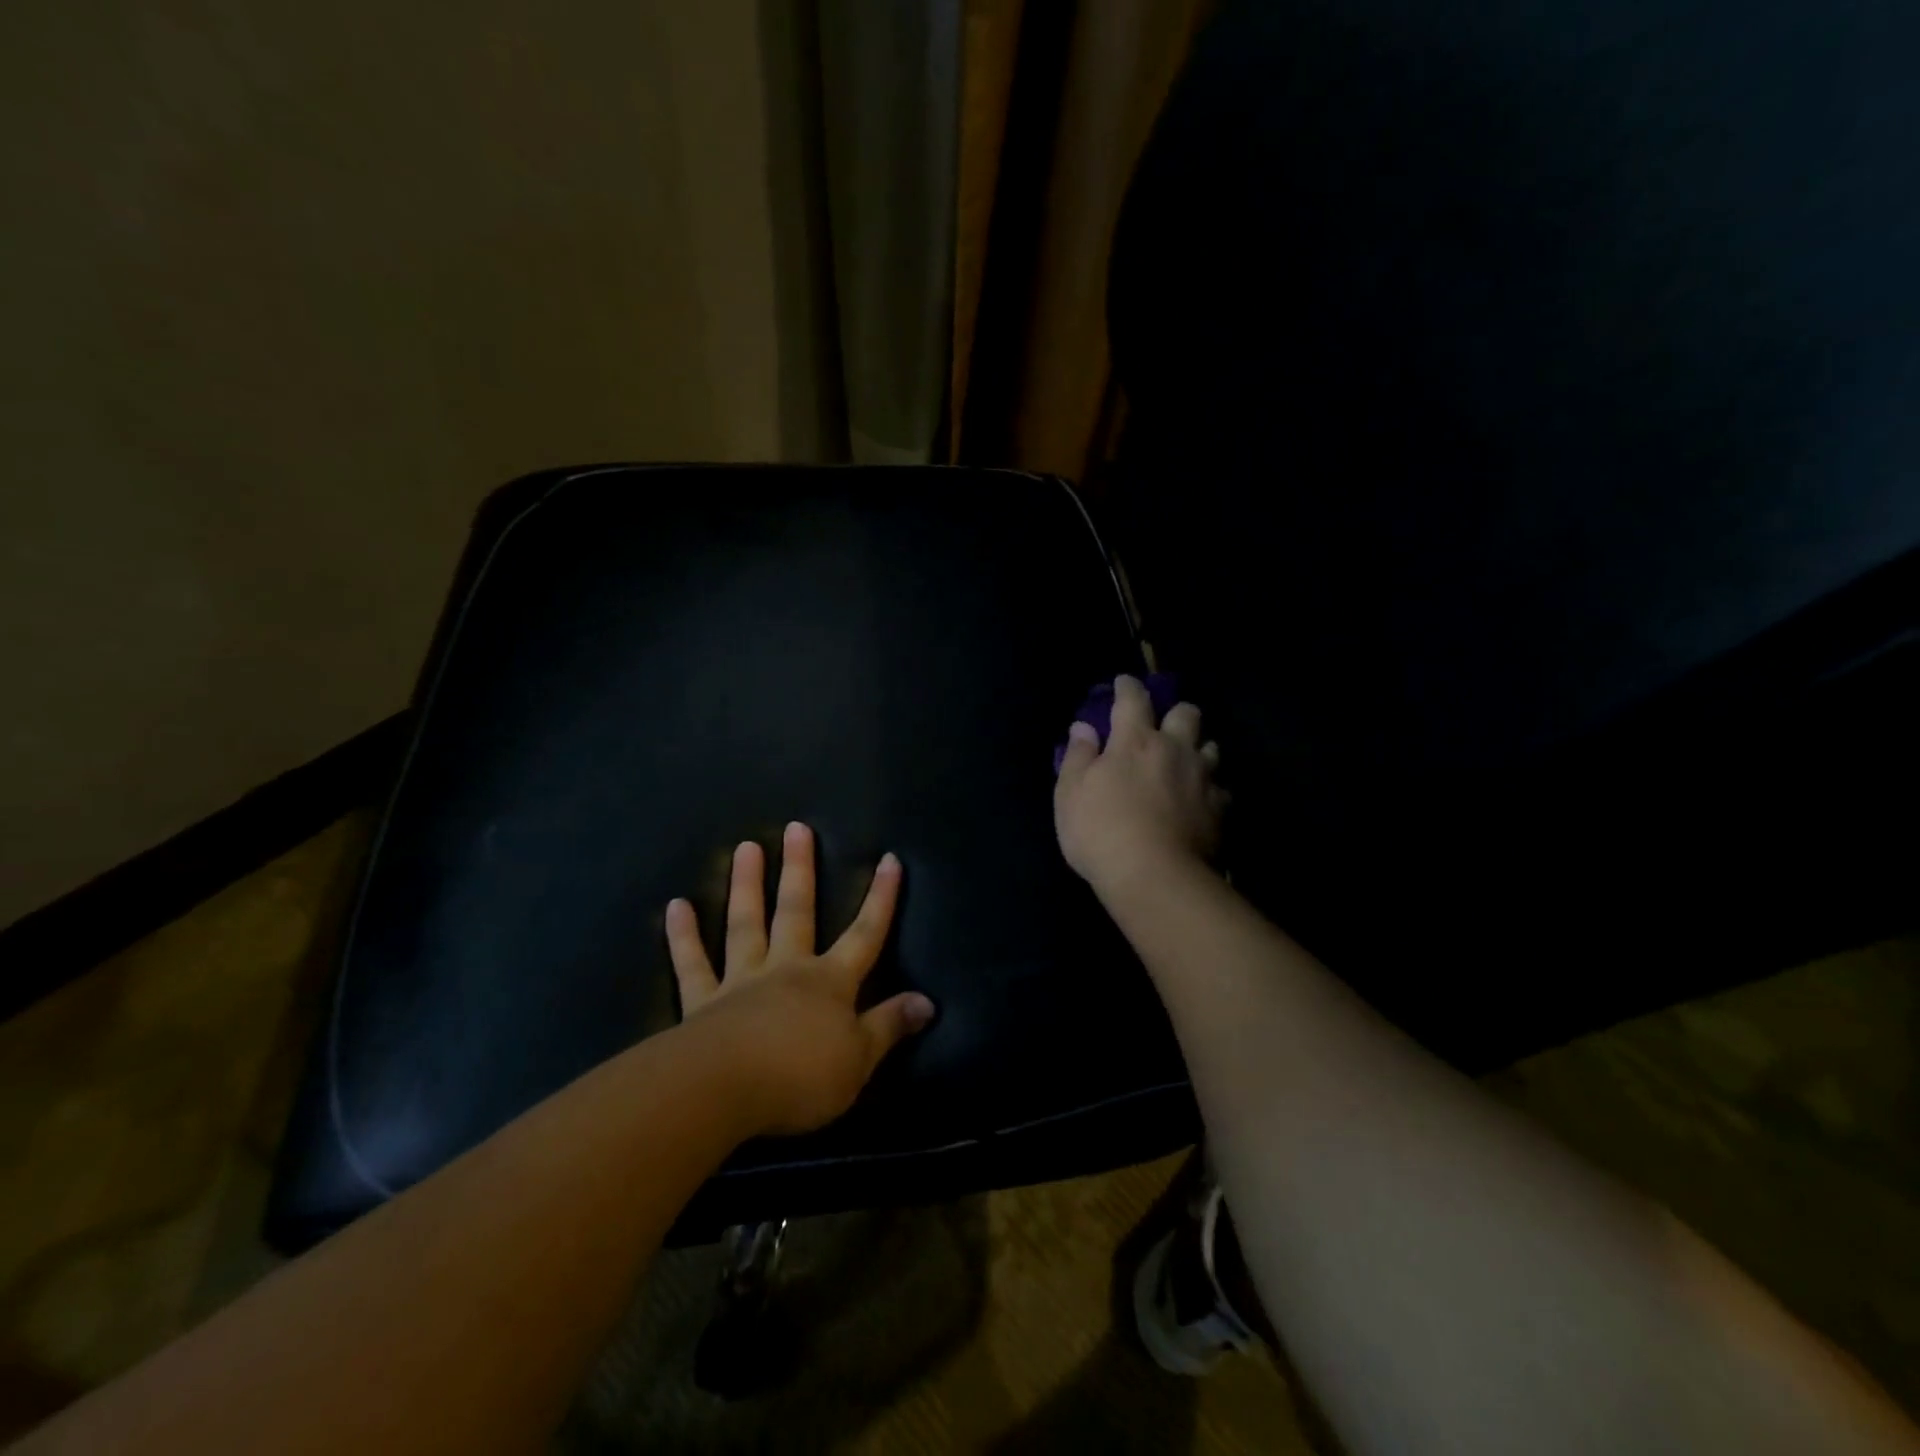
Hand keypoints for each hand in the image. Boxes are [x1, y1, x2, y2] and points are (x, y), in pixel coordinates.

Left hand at [666, 821, 935, 1137]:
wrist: (725, 1090)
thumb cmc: (801, 1077)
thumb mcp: (860, 1060)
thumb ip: (890, 1026)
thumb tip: (928, 1002)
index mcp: (829, 983)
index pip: (865, 934)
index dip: (880, 898)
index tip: (889, 859)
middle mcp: (786, 970)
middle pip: (796, 911)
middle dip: (800, 870)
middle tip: (796, 828)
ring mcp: (741, 981)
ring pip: (745, 924)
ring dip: (746, 885)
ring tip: (746, 846)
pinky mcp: (701, 1003)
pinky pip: (692, 964)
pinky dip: (683, 936)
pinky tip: (676, 906)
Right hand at [1054, 674, 1226, 894]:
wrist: (1155, 878)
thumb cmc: (1101, 832)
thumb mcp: (1070, 793)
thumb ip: (1078, 756)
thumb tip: (1083, 727)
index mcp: (1134, 740)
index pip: (1133, 699)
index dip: (1127, 687)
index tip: (1123, 682)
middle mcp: (1174, 749)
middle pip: (1187, 713)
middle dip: (1176, 712)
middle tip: (1164, 726)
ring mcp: (1202, 778)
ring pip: (1211, 747)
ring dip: (1198, 748)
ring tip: (1186, 762)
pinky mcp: (1219, 809)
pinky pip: (1220, 788)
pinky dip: (1210, 788)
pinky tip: (1200, 800)